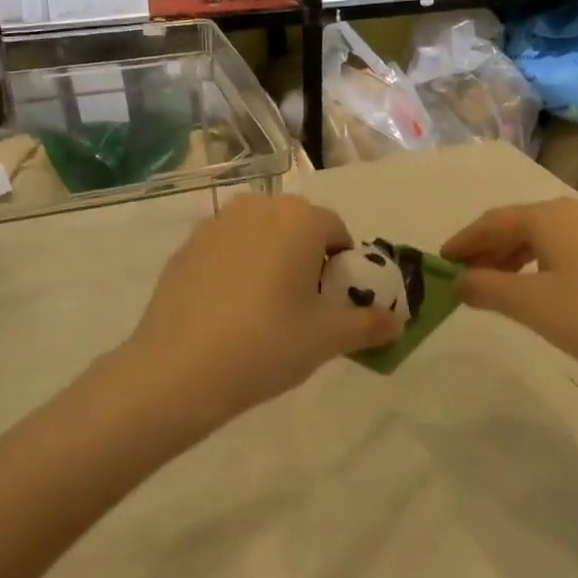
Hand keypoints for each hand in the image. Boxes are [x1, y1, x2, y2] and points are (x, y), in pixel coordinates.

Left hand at [111, 195, 399, 430]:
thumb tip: (398, 322)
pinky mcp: (186, 246)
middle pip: (297, 225)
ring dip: (270, 256)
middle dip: (306, 255)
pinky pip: (226, 248)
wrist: (178, 369)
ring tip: (263, 307)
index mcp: (299, 219)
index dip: (341, 265)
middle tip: (300, 305)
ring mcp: (216, 224)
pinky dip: (235, 266)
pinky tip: (227, 310)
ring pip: (259, 233)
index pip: (336, 230)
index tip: (332, 302)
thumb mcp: (327, 338)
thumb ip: (369, 325)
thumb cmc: (267, 344)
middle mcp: (258, 207)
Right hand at [442, 199, 577, 392]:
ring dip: (509, 259)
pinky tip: (533, 290)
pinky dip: (535, 265)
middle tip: (462, 278)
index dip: (463, 241)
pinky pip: (560, 250)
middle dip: (485, 250)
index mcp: (548, 217)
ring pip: (539, 238)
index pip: (492, 222)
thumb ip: (486, 288)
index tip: (439, 261)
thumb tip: (459, 280)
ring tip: (492, 287)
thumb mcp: (530, 304)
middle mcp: (571, 214)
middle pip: (515, 226)